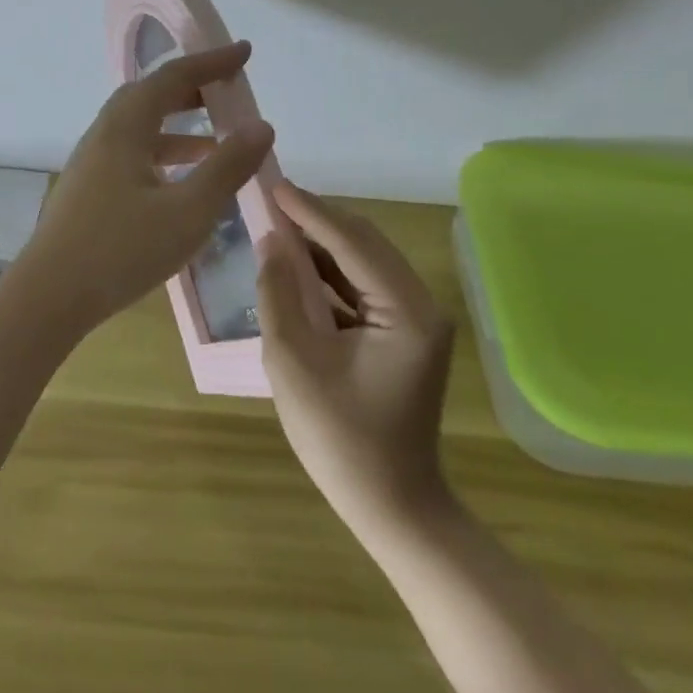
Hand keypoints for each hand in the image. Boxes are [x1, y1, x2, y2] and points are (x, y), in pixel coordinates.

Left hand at [15, 42, 275, 333]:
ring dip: (180, 126)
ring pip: (141, 128)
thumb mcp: (188, 211)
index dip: (211, 62)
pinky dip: (164, 155)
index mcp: (125, 127)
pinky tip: (183, 183)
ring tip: (218, 141)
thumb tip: (262, 126)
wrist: (49, 297)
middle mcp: (104, 135)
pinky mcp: (88, 190)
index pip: (173, 77)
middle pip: (151, 96)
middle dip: (192, 88)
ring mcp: (92, 163)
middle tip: (229, 91)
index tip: (245, 52)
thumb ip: (227, 167)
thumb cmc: (121, 250)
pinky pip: (133, 154)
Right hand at [257, 182, 455, 541]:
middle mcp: (421, 305)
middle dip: (317, 221)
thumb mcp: (294, 363)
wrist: (392, 507)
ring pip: (365, 262)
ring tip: (278, 225)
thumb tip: (271, 241)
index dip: (309, 211)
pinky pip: (365, 287)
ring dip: (323, 245)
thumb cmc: (340, 440)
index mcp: (406, 311)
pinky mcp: (405, 334)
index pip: (353, 242)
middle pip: (365, 244)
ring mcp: (416, 320)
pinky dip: (331, 274)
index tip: (273, 184)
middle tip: (270, 201)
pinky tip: (298, 267)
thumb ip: (279, 294)